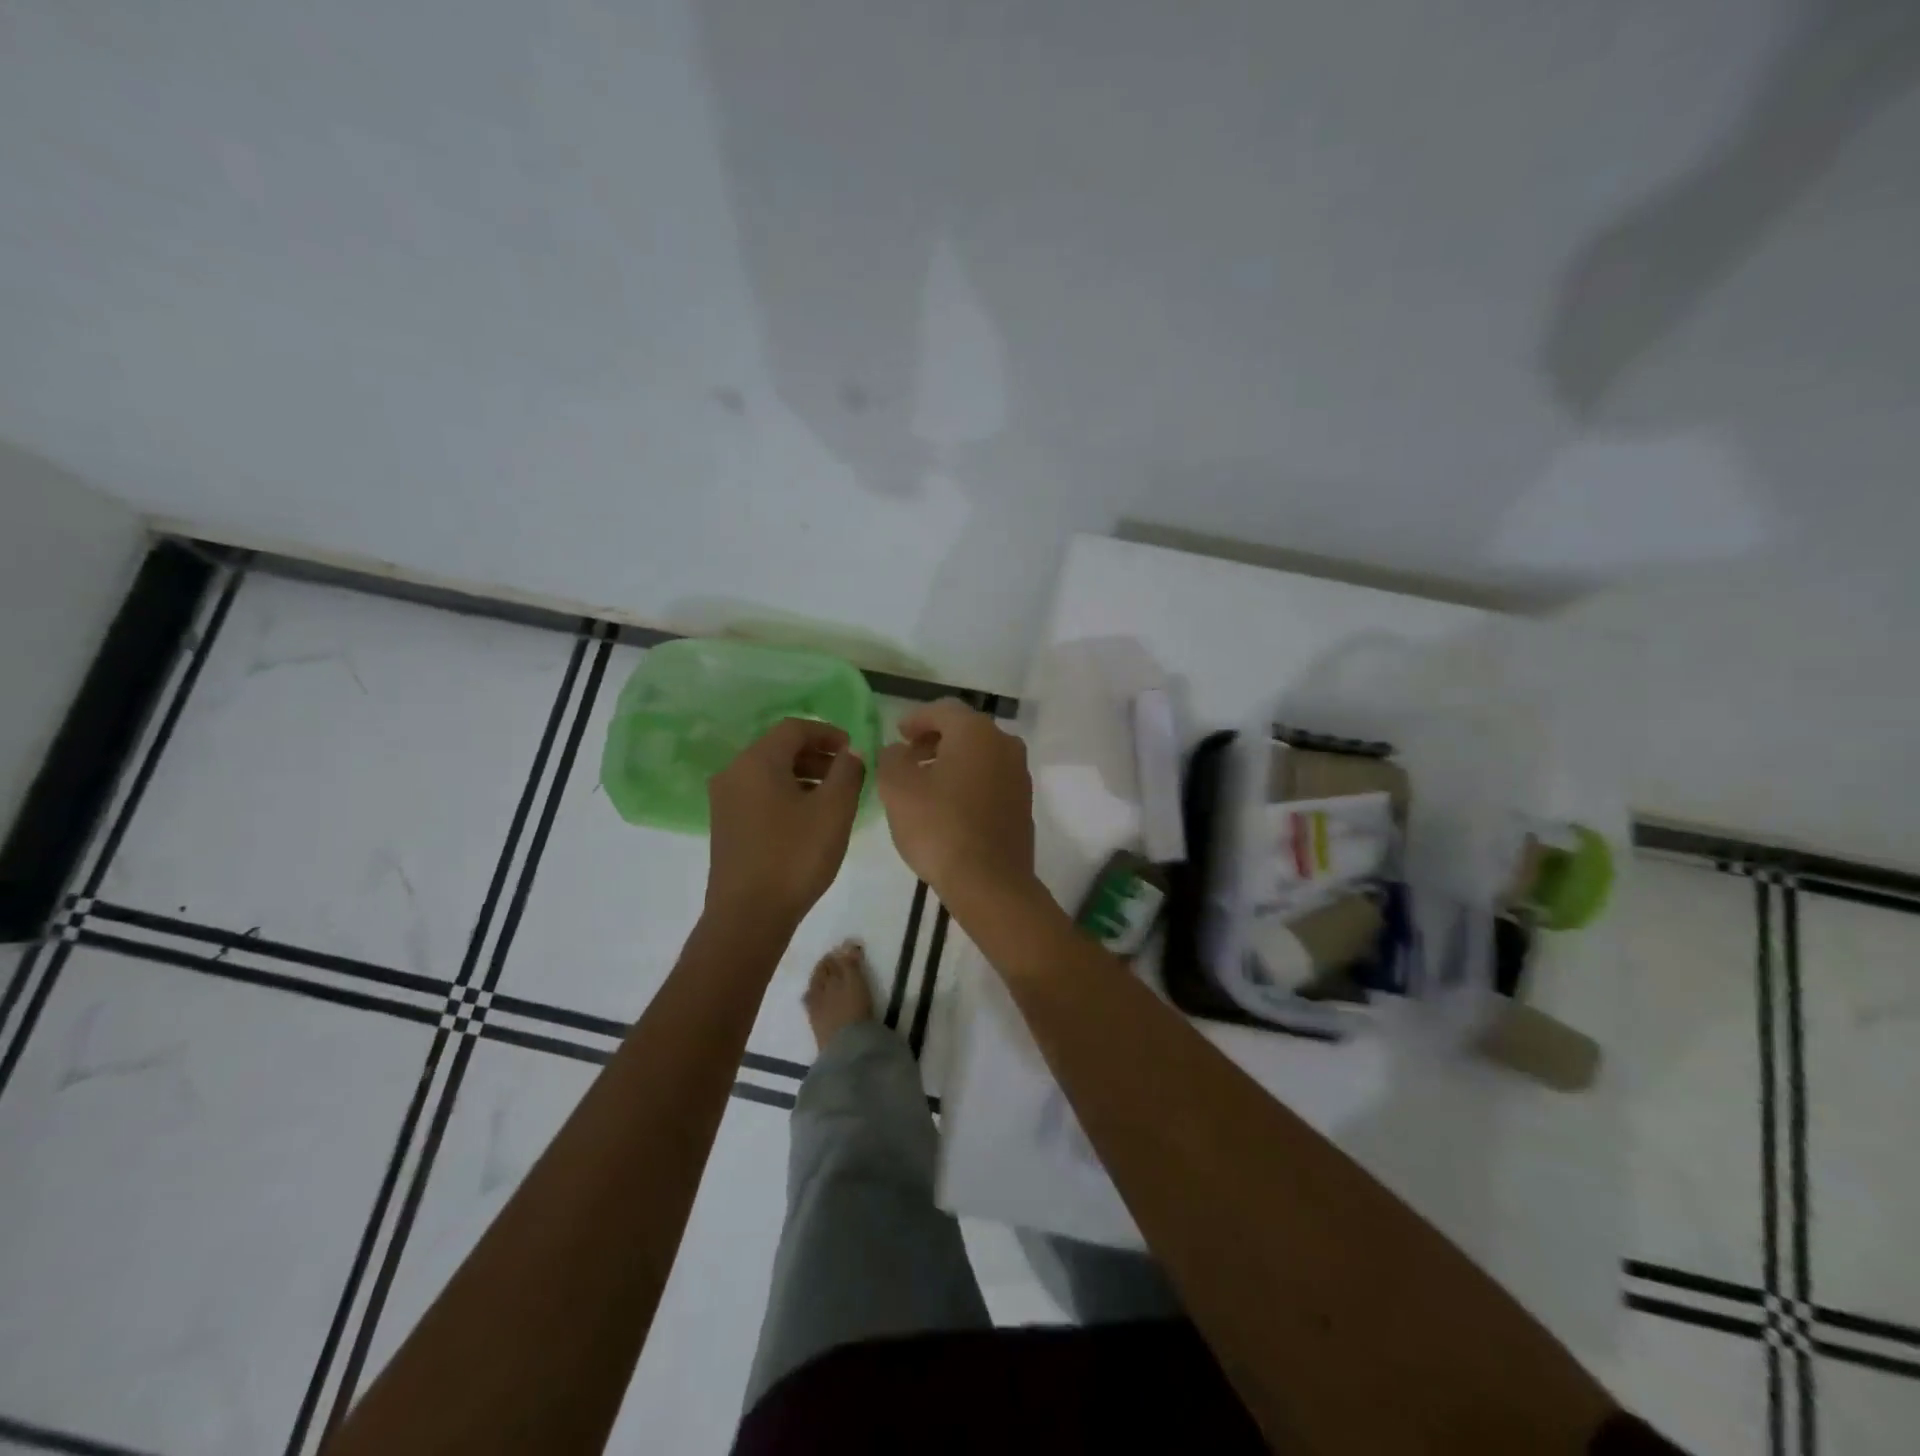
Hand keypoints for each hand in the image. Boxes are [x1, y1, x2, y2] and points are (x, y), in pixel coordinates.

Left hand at [705, 718, 864, 926]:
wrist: (748, 916)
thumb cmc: (794, 856)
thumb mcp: (833, 810)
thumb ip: (847, 772)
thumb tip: (851, 752)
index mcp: (757, 761)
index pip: (794, 728)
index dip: (828, 733)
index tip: (854, 749)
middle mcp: (734, 772)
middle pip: (779, 748)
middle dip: (817, 754)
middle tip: (848, 772)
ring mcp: (725, 800)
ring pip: (769, 772)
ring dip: (803, 775)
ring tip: (834, 796)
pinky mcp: (726, 825)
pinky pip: (760, 794)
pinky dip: (787, 793)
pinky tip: (809, 818)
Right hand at [876, 699, 1036, 907]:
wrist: (990, 882)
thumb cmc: (939, 827)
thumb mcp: (897, 788)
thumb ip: (891, 758)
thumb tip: (898, 750)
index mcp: (976, 732)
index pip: (942, 710)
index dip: (916, 719)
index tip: (897, 734)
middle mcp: (1004, 744)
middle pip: (965, 730)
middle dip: (934, 739)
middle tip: (908, 756)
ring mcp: (1019, 774)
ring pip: (980, 755)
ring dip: (952, 761)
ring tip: (924, 783)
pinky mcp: (1023, 803)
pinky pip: (991, 779)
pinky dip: (969, 781)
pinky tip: (949, 805)